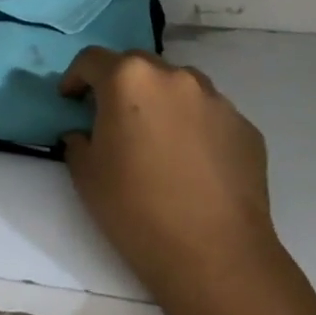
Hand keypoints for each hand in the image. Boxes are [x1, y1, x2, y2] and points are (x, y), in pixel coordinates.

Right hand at [59, 48, 273, 298]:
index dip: (75, 77)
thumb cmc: (136, 208)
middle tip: (111, 118)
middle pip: (138, 66)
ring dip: (160, 102)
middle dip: (120, 84)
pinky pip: (209, 116)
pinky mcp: (245, 128)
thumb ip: (78, 140)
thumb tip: (85, 134)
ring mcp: (216, 100)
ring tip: (156, 139)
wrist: (215, 254)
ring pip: (178, 87)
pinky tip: (191, 164)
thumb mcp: (85, 173)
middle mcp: (175, 77)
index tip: (70, 100)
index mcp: (129, 80)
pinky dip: (193, 127)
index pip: (92, 59)